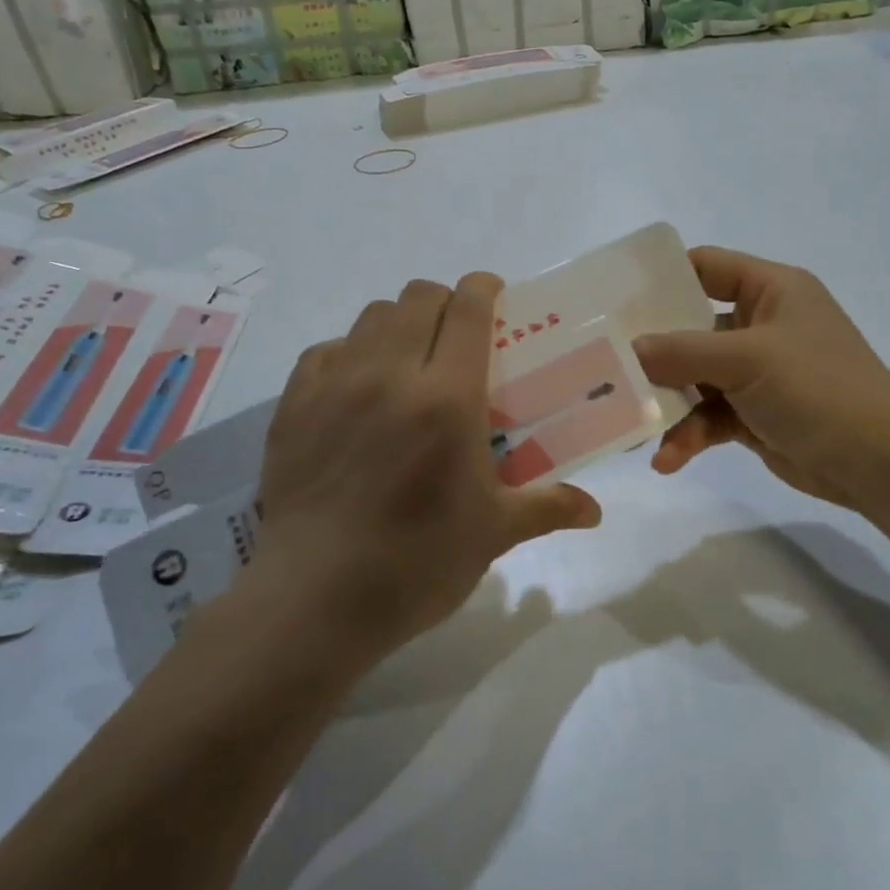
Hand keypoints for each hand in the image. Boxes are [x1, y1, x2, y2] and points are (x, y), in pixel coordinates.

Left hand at [254, 274, 600, 662]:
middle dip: (445, 303)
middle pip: (417, 298)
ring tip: (410, 361)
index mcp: (447, 397)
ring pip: (371, 316)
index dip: (484, 289)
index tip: (496, 295)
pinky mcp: (293, 405)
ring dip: (399, 323)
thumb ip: (548, 507)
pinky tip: (358, 389)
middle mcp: (390, 374)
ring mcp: (334, 385)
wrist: (315, 600)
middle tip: (458, 338)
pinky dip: (350, 353)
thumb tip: (596, 511)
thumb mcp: (493, 534)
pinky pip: (326, 351)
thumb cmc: (417, 563)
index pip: (468, 309)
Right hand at [633, 247, 889, 516]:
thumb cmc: (819, 389)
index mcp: (771, 290)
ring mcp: (757, 372)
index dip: (661, 279)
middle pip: (690, 327)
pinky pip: (709, 416)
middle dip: (653, 353)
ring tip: (633, 429)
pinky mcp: (754, 413)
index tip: (613, 300)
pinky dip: (689, 435)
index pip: (705, 266)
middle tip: (606, 367)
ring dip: (668, 404)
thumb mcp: (749, 359)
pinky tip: (668, 460)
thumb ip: (683, 351)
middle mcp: (761, 324)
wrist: (881, 464)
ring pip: (695, 379)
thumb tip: (629, 349)